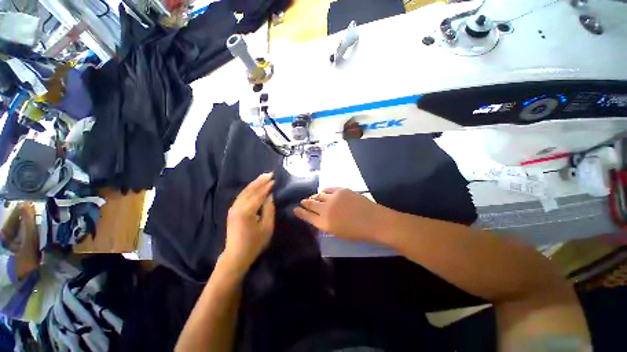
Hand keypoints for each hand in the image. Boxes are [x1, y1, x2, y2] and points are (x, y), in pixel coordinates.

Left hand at [223, 173, 274, 274]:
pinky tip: (254, 186)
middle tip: (270, 173)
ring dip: (254, 183)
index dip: (267, 186)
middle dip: (260, 181)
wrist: (235, 255)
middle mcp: (238, 207)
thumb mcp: (267, 227)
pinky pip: (241, 195)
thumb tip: (270, 196)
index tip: (274, 179)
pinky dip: (249, 189)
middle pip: (250, 190)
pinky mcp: (232, 210)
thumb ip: (269, 209)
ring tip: (263, 176)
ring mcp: (233, 208)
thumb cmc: (254, 243)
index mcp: (247, 212)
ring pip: (244, 191)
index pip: (259, 195)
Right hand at [294, 188, 385, 242]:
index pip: (307, 216)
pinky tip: (323, 192)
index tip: (295, 209)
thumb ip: (325, 224)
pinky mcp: (340, 190)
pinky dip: (324, 191)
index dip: (300, 212)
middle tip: (302, 202)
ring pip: (318, 195)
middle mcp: (325, 209)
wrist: (373, 220)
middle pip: (310, 204)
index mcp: (324, 223)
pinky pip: (328, 189)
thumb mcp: (337, 233)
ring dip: (314, 197)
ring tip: (313, 198)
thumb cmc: (356, 232)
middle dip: (304, 203)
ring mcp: (333, 198)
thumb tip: (317, 217)